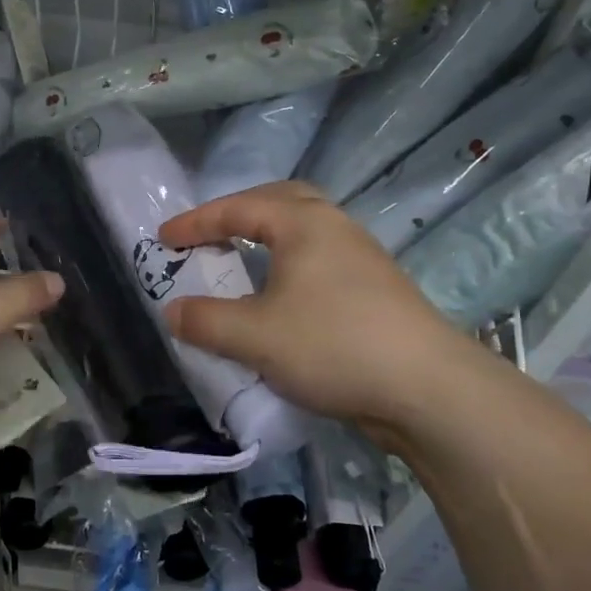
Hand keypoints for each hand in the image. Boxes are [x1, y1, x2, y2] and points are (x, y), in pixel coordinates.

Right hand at [157, 182, 471, 435]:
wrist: (427, 388)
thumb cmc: (332, 345)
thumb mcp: (254, 336)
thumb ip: (205, 320)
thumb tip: (172, 311)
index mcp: (303, 223)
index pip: (238, 208)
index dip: (196, 223)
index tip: (163, 239)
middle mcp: (334, 227)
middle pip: (280, 201)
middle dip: (239, 213)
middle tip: (211, 234)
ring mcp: (361, 257)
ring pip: (305, 231)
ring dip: (268, 239)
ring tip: (243, 261)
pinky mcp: (376, 288)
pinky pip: (320, 259)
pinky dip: (289, 265)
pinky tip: (283, 297)